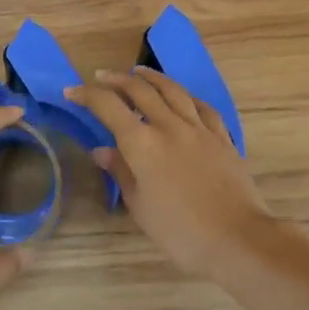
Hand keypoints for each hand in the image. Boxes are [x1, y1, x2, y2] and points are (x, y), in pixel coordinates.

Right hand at [65, 67, 278, 279]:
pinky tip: (182, 96)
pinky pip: (201, 106)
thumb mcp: (140, 206)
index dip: (87, 95)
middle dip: (116, 80)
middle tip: (101, 77)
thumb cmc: (179, 231)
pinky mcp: (221, 137)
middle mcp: (169, 126)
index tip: (72, 92)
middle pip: (140, 90)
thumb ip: (121, 172)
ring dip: (151, 77)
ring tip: (138, 72)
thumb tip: (101, 150)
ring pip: (172, 90)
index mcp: (142, 143)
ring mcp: (199, 128)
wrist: (236, 237)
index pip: (108, 107)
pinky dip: (185, 96)